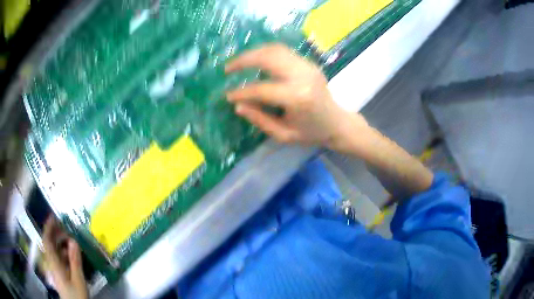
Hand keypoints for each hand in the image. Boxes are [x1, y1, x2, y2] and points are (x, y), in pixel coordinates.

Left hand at [43, 216, 87, 298]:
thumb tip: (73, 240)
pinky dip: (64, 253)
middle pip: (50, 244)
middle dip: (56, 234)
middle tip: (65, 227)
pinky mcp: (60, 275)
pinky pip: (60, 259)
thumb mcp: (78, 280)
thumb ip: (75, 261)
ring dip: (61, 244)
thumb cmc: (76, 295)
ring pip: (55, 252)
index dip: (48, 227)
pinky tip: (72, 255)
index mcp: (54, 263)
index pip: (46, 241)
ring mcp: (56, 269)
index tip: (53, 216)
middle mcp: (52, 263)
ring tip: (71, 240)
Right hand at [225, 44, 368, 148]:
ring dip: (253, 53)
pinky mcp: (308, 63)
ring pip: (275, 49)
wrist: (338, 123)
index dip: (241, 92)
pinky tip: (256, 60)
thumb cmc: (311, 133)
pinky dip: (265, 53)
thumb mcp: (284, 135)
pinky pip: (283, 51)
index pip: (261, 89)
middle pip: (267, 57)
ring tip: (239, 62)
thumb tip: (238, 105)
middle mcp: (302, 76)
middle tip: (227, 68)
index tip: (228, 95)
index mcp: (297, 97)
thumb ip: (259, 119)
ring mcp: (307, 66)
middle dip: (244, 60)